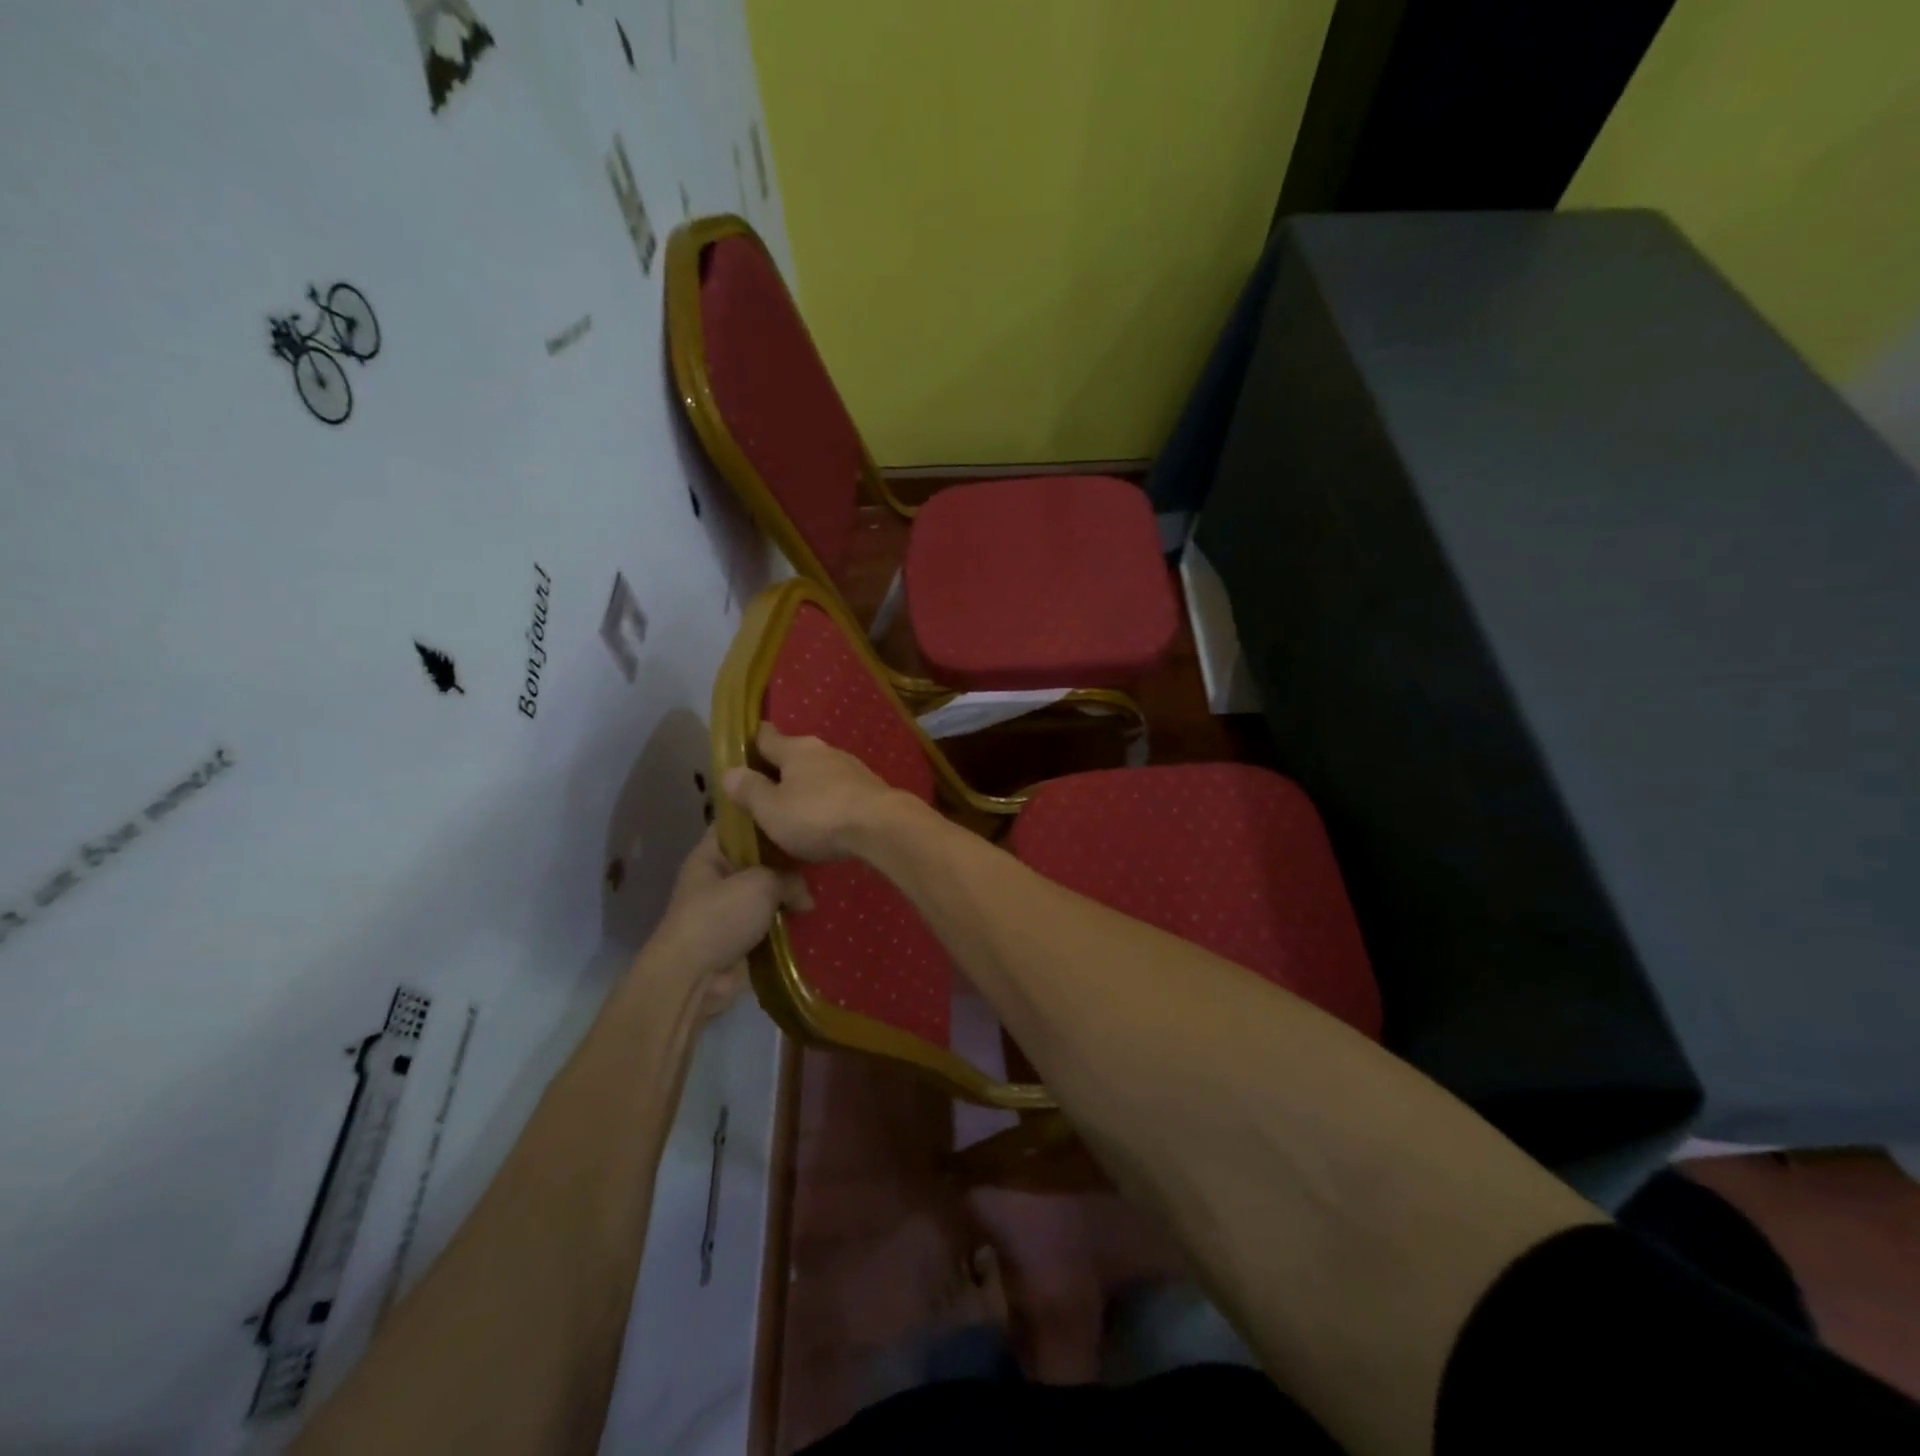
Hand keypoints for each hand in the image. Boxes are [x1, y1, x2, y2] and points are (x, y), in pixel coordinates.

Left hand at [641, 827, 811, 1018]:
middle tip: (823, 852)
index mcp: (711, 854)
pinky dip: (790, 920)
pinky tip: (817, 914)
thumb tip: (806, 897)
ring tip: (827, 884)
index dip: (767, 813)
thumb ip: (790, 879)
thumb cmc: (720, 916)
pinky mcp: (743, 936)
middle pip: (760, 857)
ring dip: (792, 893)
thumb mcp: (760, 884)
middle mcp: (720, 877)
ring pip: (769, 891)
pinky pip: (772, 921)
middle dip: (789, 858)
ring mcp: (731, 908)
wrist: (694, 977)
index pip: (740, 822)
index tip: (799, 810)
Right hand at [722, 722, 913, 862]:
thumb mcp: (771, 809)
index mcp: (795, 749)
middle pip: (794, 755)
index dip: (751, 742)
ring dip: (805, 786)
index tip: (741, 748)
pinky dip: (827, 800)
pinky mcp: (870, 788)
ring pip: (818, 772)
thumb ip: (749, 790)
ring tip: (792, 807)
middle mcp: (824, 750)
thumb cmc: (818, 815)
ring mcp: (851, 767)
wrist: (882, 827)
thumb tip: (729, 771)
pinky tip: (823, 818)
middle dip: (780, 769)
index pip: (766, 736)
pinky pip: (838, 790)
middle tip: (763, 789)